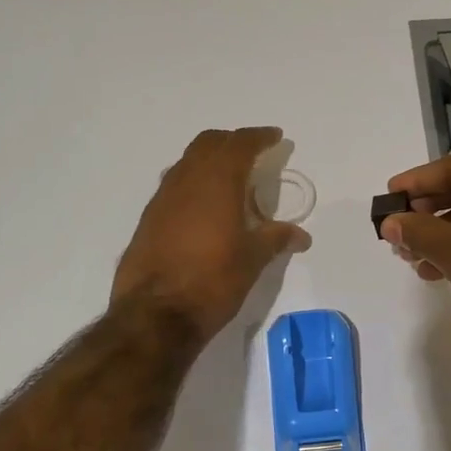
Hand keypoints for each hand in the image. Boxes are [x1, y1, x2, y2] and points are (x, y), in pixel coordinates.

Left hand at [112, 128, 310, 341]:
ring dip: (209, 160)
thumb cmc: (213, 281)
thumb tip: (301, 235)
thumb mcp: (252, 260)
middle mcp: (187, 180)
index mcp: (217, 182)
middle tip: (253, 153)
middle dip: (232, 142)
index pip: (240, 144)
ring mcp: (163, 198)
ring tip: (230, 179)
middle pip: (209, 143)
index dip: (259, 137)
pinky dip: (193, 182)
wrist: (155, 314)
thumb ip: (276, 239)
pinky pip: (174, 184)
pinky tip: (204, 207)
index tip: (275, 137)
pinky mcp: (149, 218)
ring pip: (187, 162)